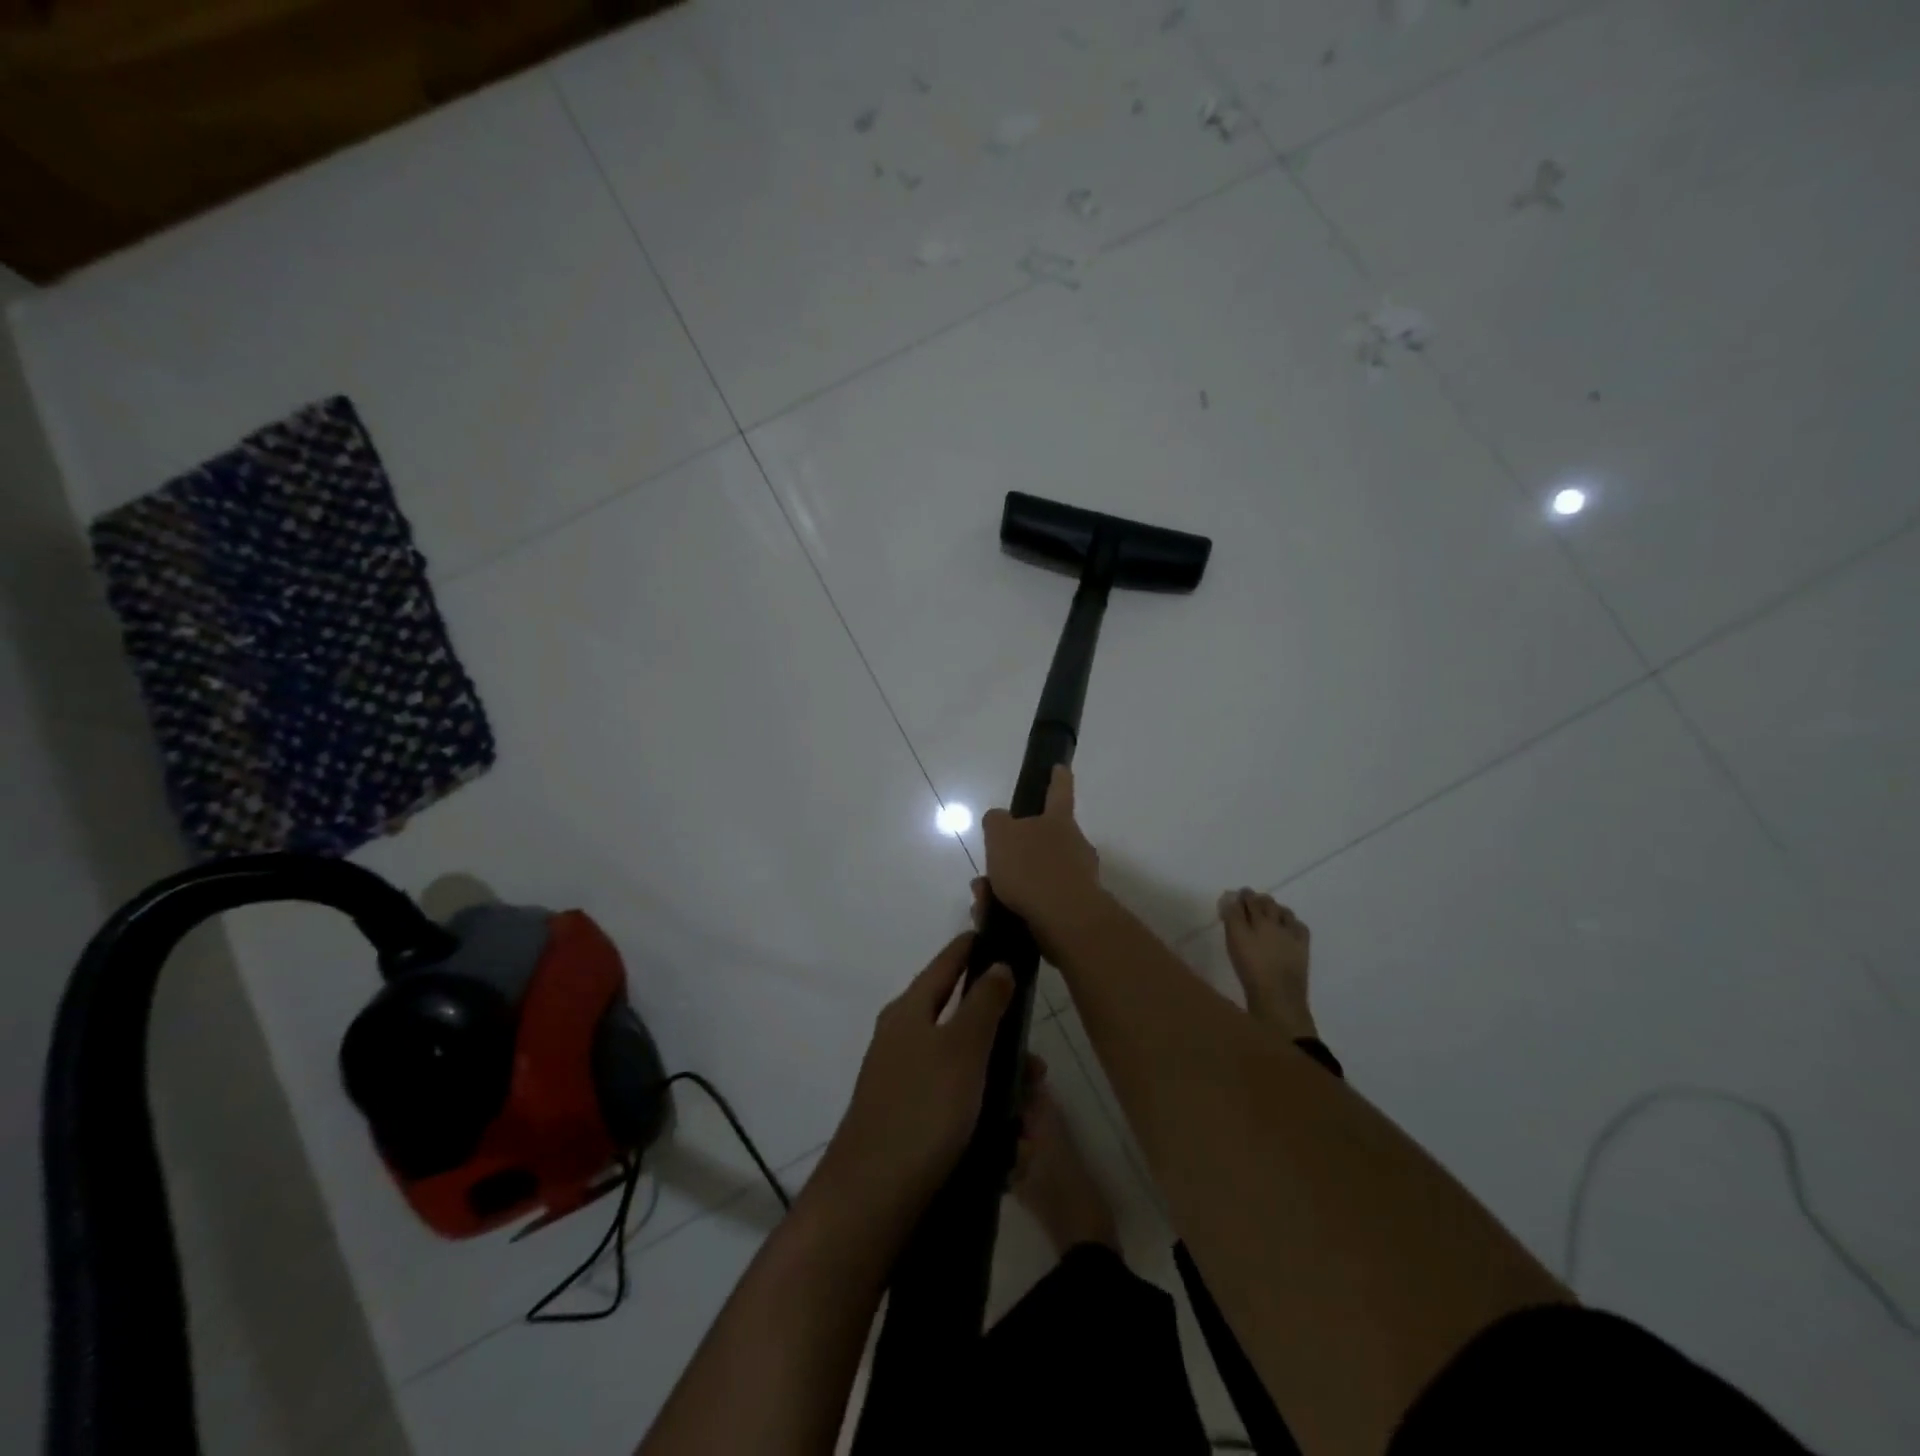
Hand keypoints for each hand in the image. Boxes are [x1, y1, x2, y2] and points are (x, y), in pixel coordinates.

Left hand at [816, 934, 1014, 1217]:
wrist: (871, 1200)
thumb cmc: (922, 1110)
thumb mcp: (961, 1048)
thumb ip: (984, 1002)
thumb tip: (997, 963)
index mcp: (910, 1011)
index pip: (947, 963)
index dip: (973, 947)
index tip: (1002, 936)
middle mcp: (905, 1040)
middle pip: (966, 1024)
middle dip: (1007, 1049)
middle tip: (1037, 1074)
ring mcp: (907, 1084)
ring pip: (969, 1073)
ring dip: (1004, 1095)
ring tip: (1028, 1129)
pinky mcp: (913, 1124)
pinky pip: (960, 1111)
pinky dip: (987, 1124)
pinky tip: (1010, 1152)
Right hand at [981, 765, 1103, 935]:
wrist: (1065, 921)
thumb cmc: (1032, 868)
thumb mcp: (1000, 835)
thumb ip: (996, 822)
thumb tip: (999, 819)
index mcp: (1058, 821)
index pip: (1059, 791)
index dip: (1057, 778)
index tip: (1059, 767)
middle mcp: (1074, 846)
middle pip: (1042, 841)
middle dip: (1014, 854)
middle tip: (988, 869)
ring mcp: (1077, 878)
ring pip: (1034, 876)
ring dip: (1007, 885)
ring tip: (982, 900)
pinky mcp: (1072, 910)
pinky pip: (1037, 903)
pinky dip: (1014, 908)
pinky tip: (992, 918)